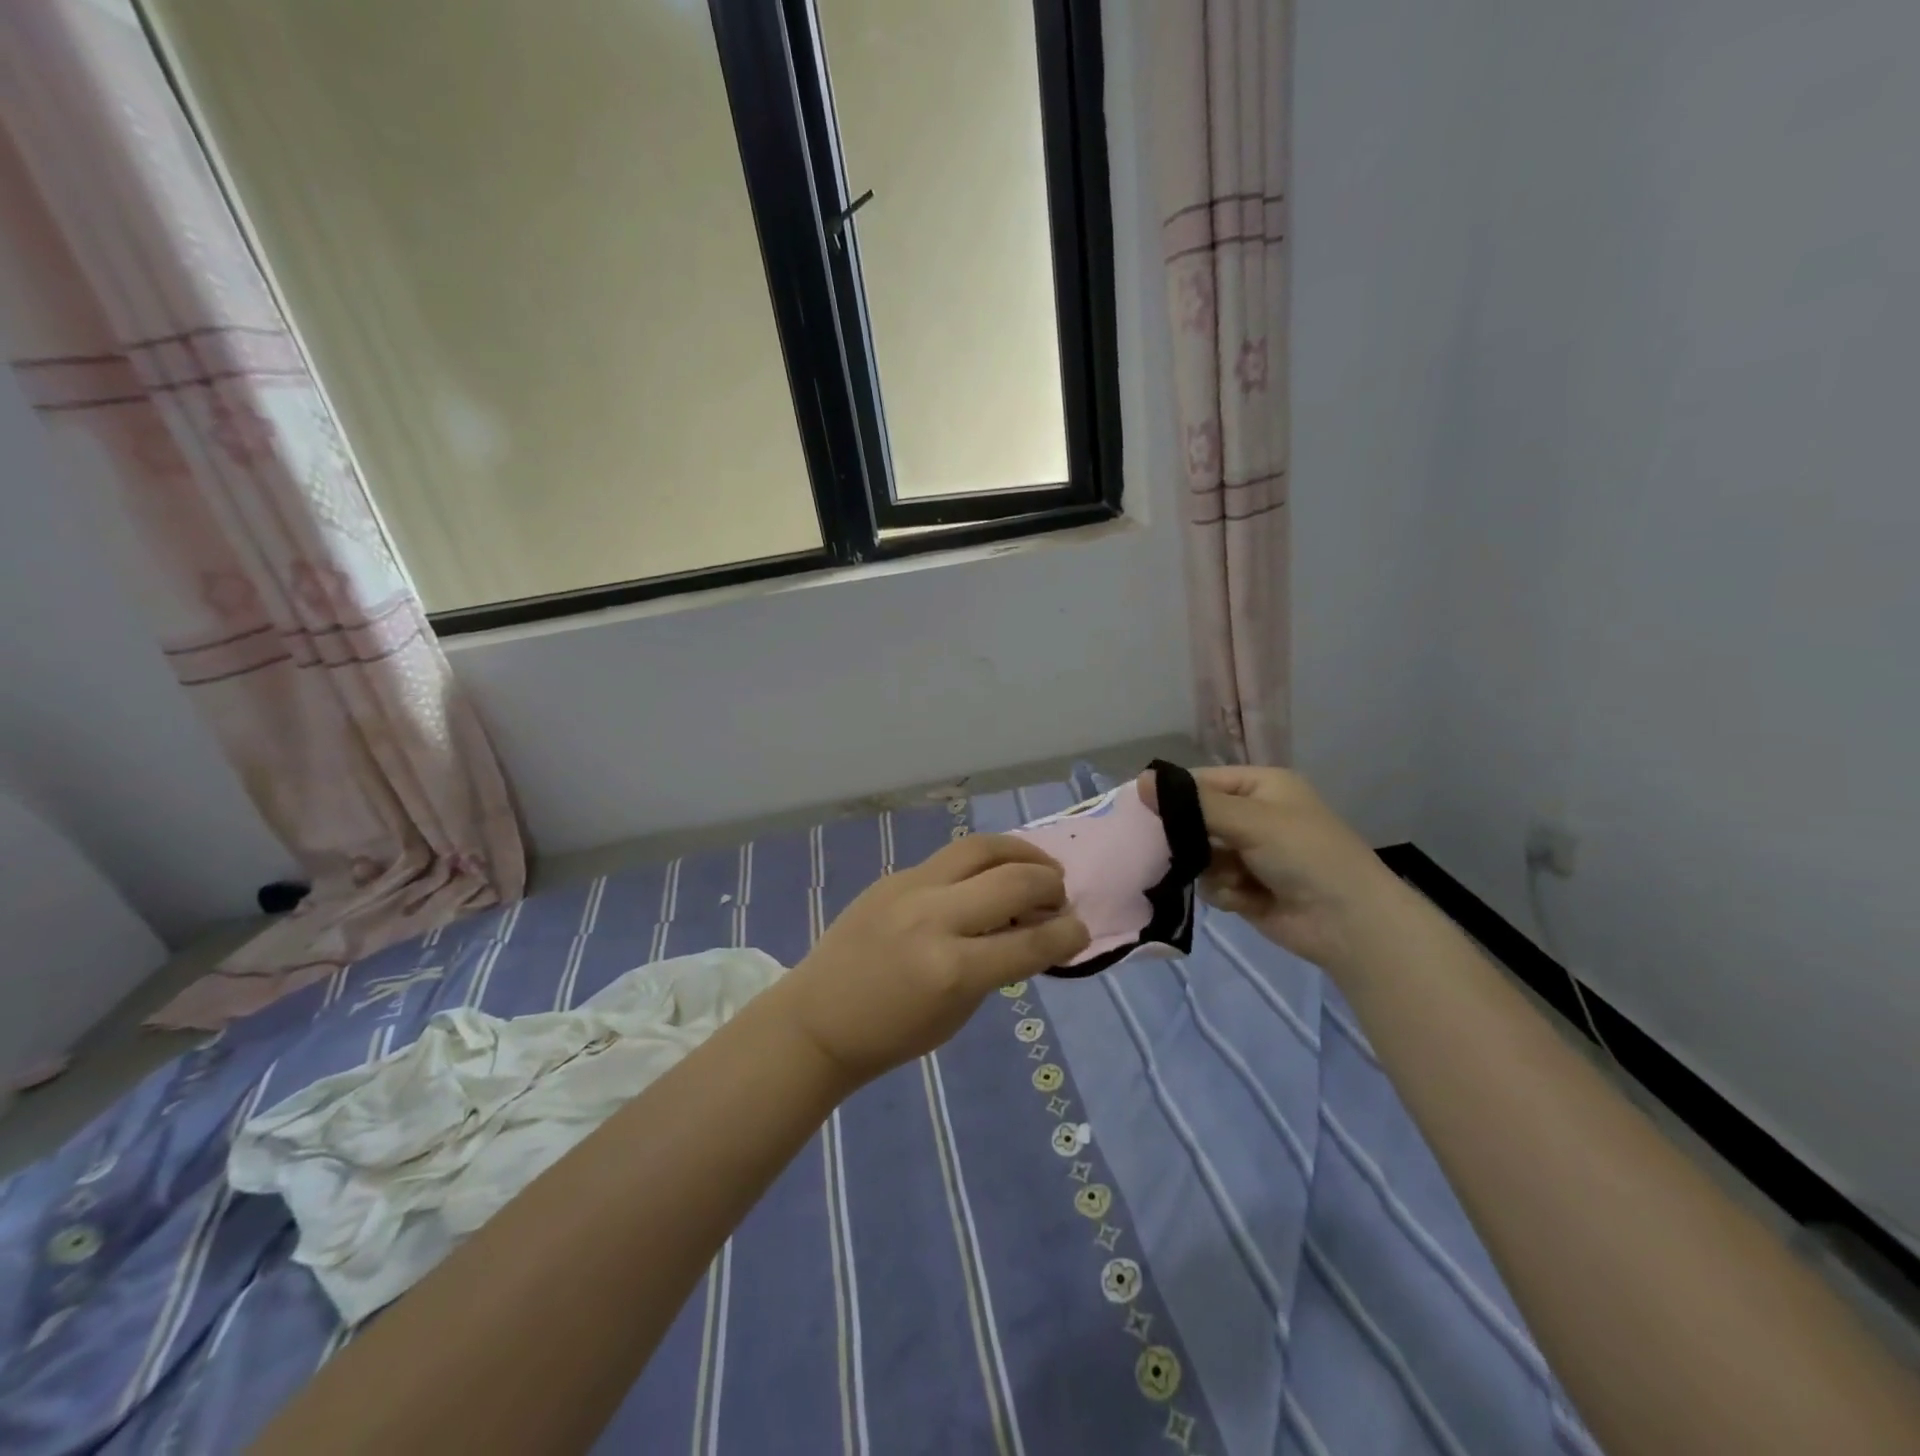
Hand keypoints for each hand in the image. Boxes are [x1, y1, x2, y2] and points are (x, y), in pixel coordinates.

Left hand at [773, 834, 1090, 1086]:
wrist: (819, 1018)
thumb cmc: (893, 1033)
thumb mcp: (959, 1012)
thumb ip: (1000, 966)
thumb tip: (1035, 928)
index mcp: (953, 969)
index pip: (1032, 943)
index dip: (1069, 935)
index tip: (1081, 930)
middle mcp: (935, 918)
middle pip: (1013, 880)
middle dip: (1050, 884)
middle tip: (1059, 895)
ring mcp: (910, 889)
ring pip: (981, 847)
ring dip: (1021, 852)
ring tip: (1038, 866)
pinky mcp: (894, 876)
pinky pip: (950, 858)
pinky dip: (983, 863)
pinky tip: (991, 876)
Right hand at [1140, 765, 1399, 969]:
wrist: (1349, 923)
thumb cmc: (1305, 855)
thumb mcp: (1251, 820)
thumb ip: (1194, 804)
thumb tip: (1140, 780)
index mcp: (1261, 786)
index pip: (1201, 782)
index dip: (1172, 795)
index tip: (1137, 810)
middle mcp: (1253, 816)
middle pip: (1196, 819)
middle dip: (1188, 837)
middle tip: (1172, 849)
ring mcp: (1248, 854)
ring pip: (1198, 854)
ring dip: (1208, 868)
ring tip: (1231, 878)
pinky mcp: (1245, 888)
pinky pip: (1211, 882)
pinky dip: (1223, 890)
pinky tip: (1243, 898)